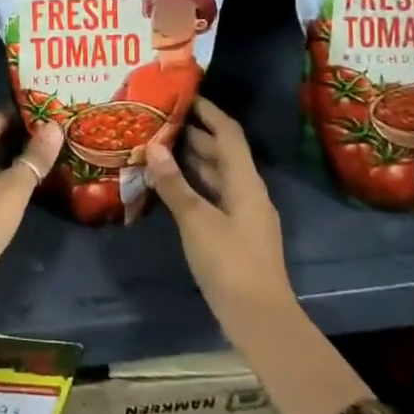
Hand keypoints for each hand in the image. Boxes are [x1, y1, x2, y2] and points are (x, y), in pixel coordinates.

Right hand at [146, 98, 295, 349]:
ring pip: (215, 175)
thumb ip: (175, 184)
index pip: (228, 134)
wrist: (259, 319)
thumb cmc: (230, 263)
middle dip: (194, 133)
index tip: (184, 94)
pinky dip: (191, 184)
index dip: (209, 111)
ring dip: (190, 159)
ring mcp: (242, 214)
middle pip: (222, 152)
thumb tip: (154, 146)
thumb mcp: (197, 221)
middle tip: (159, 118)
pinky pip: (211, 196)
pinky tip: (168, 185)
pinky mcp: (234, 233)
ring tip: (157, 144)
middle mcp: (247, 192)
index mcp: (246, 182)